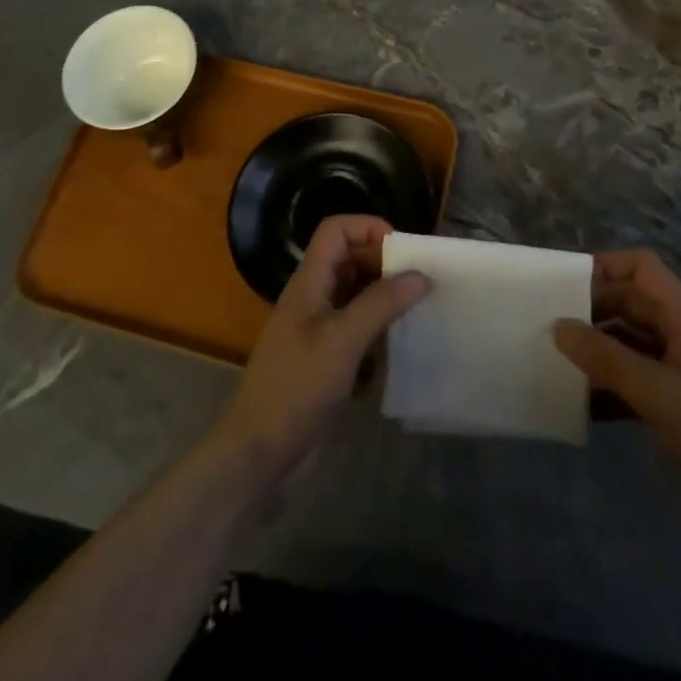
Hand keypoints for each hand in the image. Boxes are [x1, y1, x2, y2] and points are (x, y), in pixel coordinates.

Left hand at [211, 216, 429, 485]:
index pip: (335, 230)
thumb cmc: (297, 387)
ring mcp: (317, 329)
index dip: (368, 228)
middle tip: (419, 279)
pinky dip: (377, 326)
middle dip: (383, 261)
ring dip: (383, 293)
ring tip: (417, 305)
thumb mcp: (343, 341)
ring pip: (354, 292)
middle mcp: (312, 298)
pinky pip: (355, 326)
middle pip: (348, 258)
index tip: (403, 250)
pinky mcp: (324, 359)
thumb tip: (420, 274)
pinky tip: (399, 342)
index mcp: (309, 282)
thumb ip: (381, 304)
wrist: (260, 453)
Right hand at [554, 250, 680, 552]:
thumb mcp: (658, 394)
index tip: (567, 285)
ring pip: (626, 344)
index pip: (643, 268)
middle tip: (549, 326)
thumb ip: (606, 358)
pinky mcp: (673, 408)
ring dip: (595, 351)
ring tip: (555, 363)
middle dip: (591, 311)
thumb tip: (558, 326)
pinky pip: (631, 382)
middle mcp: (680, 338)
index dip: (607, 266)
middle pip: (629, 304)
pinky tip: (578, 405)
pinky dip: (606, 387)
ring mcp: (678, 374)